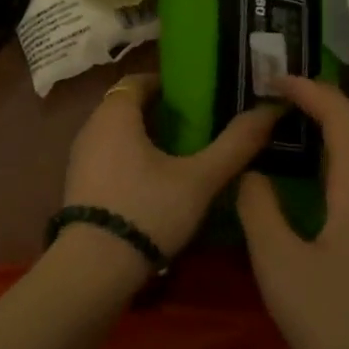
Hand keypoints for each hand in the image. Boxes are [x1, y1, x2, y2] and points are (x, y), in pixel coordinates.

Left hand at [64, 75, 280, 259]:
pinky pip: (107, 157)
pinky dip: (130, 158)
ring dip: (145, 137)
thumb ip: (235, 144)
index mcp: (115, 114)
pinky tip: (154, 183)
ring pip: (116, 134)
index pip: (138, 80)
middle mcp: (91, 127)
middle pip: (127, 106)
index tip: (196, 97)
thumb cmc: (148, 210)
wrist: (93, 267)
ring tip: (181, 154)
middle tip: (196, 125)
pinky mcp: (78, 185)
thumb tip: (271, 109)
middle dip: (159, 112)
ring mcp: (80, 158)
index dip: (167, 84)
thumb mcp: (199, 179)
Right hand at [236, 77, 348, 348]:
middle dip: (324, 100)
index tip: (273, 80)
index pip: (341, 118)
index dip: (309, 91)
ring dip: (337, 124)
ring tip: (296, 122)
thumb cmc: (333, 323)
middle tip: (281, 93)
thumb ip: (259, 208)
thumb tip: (253, 173)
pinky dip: (343, 153)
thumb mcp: (278, 264)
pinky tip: (319, 173)